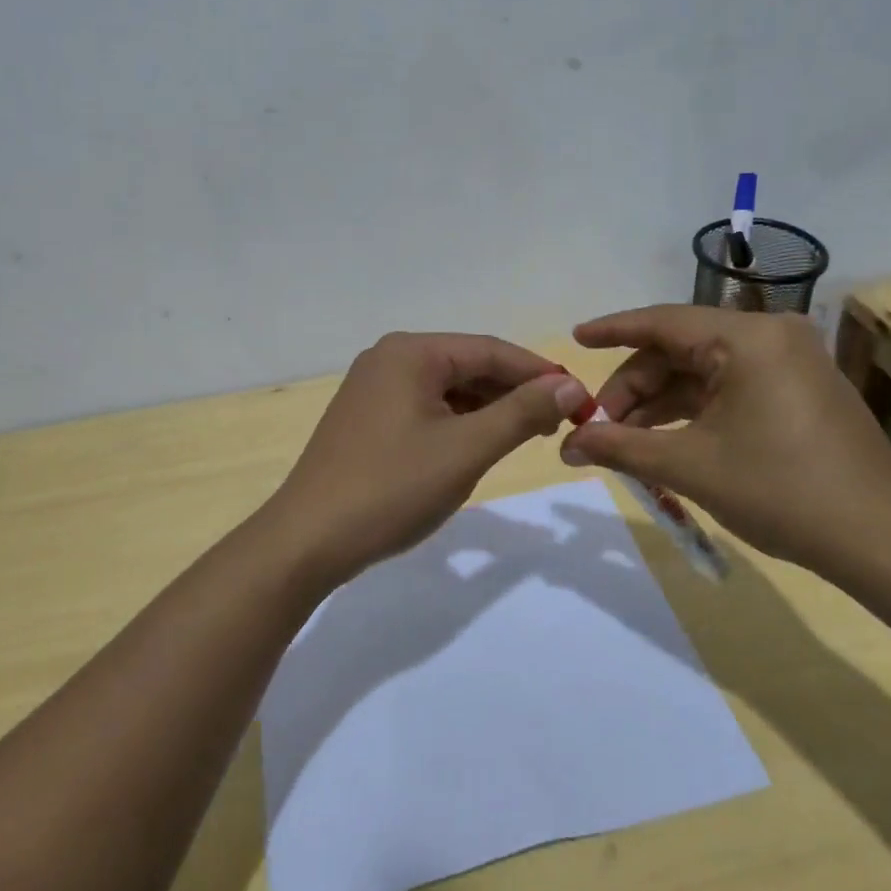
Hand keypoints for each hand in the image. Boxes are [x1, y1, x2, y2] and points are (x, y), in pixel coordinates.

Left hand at [259, 332, 589, 586]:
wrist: (308, 540)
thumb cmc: (392, 488)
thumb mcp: (466, 450)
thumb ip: (521, 413)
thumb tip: (570, 385)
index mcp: (411, 352)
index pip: (491, 350)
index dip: (540, 374)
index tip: (581, 400)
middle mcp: (389, 358)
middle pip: (469, 366)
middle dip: (515, 392)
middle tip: (559, 424)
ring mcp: (373, 388)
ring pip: (448, 389)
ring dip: (489, 409)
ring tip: (527, 436)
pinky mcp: (367, 418)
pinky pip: (426, 408)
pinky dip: (458, 423)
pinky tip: (479, 445)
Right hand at [558, 306, 890, 576]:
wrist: (880, 538)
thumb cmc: (780, 490)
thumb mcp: (690, 466)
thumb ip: (622, 447)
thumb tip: (567, 446)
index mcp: (746, 338)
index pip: (662, 322)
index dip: (612, 330)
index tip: (574, 339)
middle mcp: (770, 336)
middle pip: (679, 349)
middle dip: (634, 387)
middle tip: (598, 426)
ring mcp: (788, 362)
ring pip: (702, 371)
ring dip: (659, 403)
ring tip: (622, 440)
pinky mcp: (797, 390)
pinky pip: (728, 387)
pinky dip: (691, 410)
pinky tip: (663, 439)